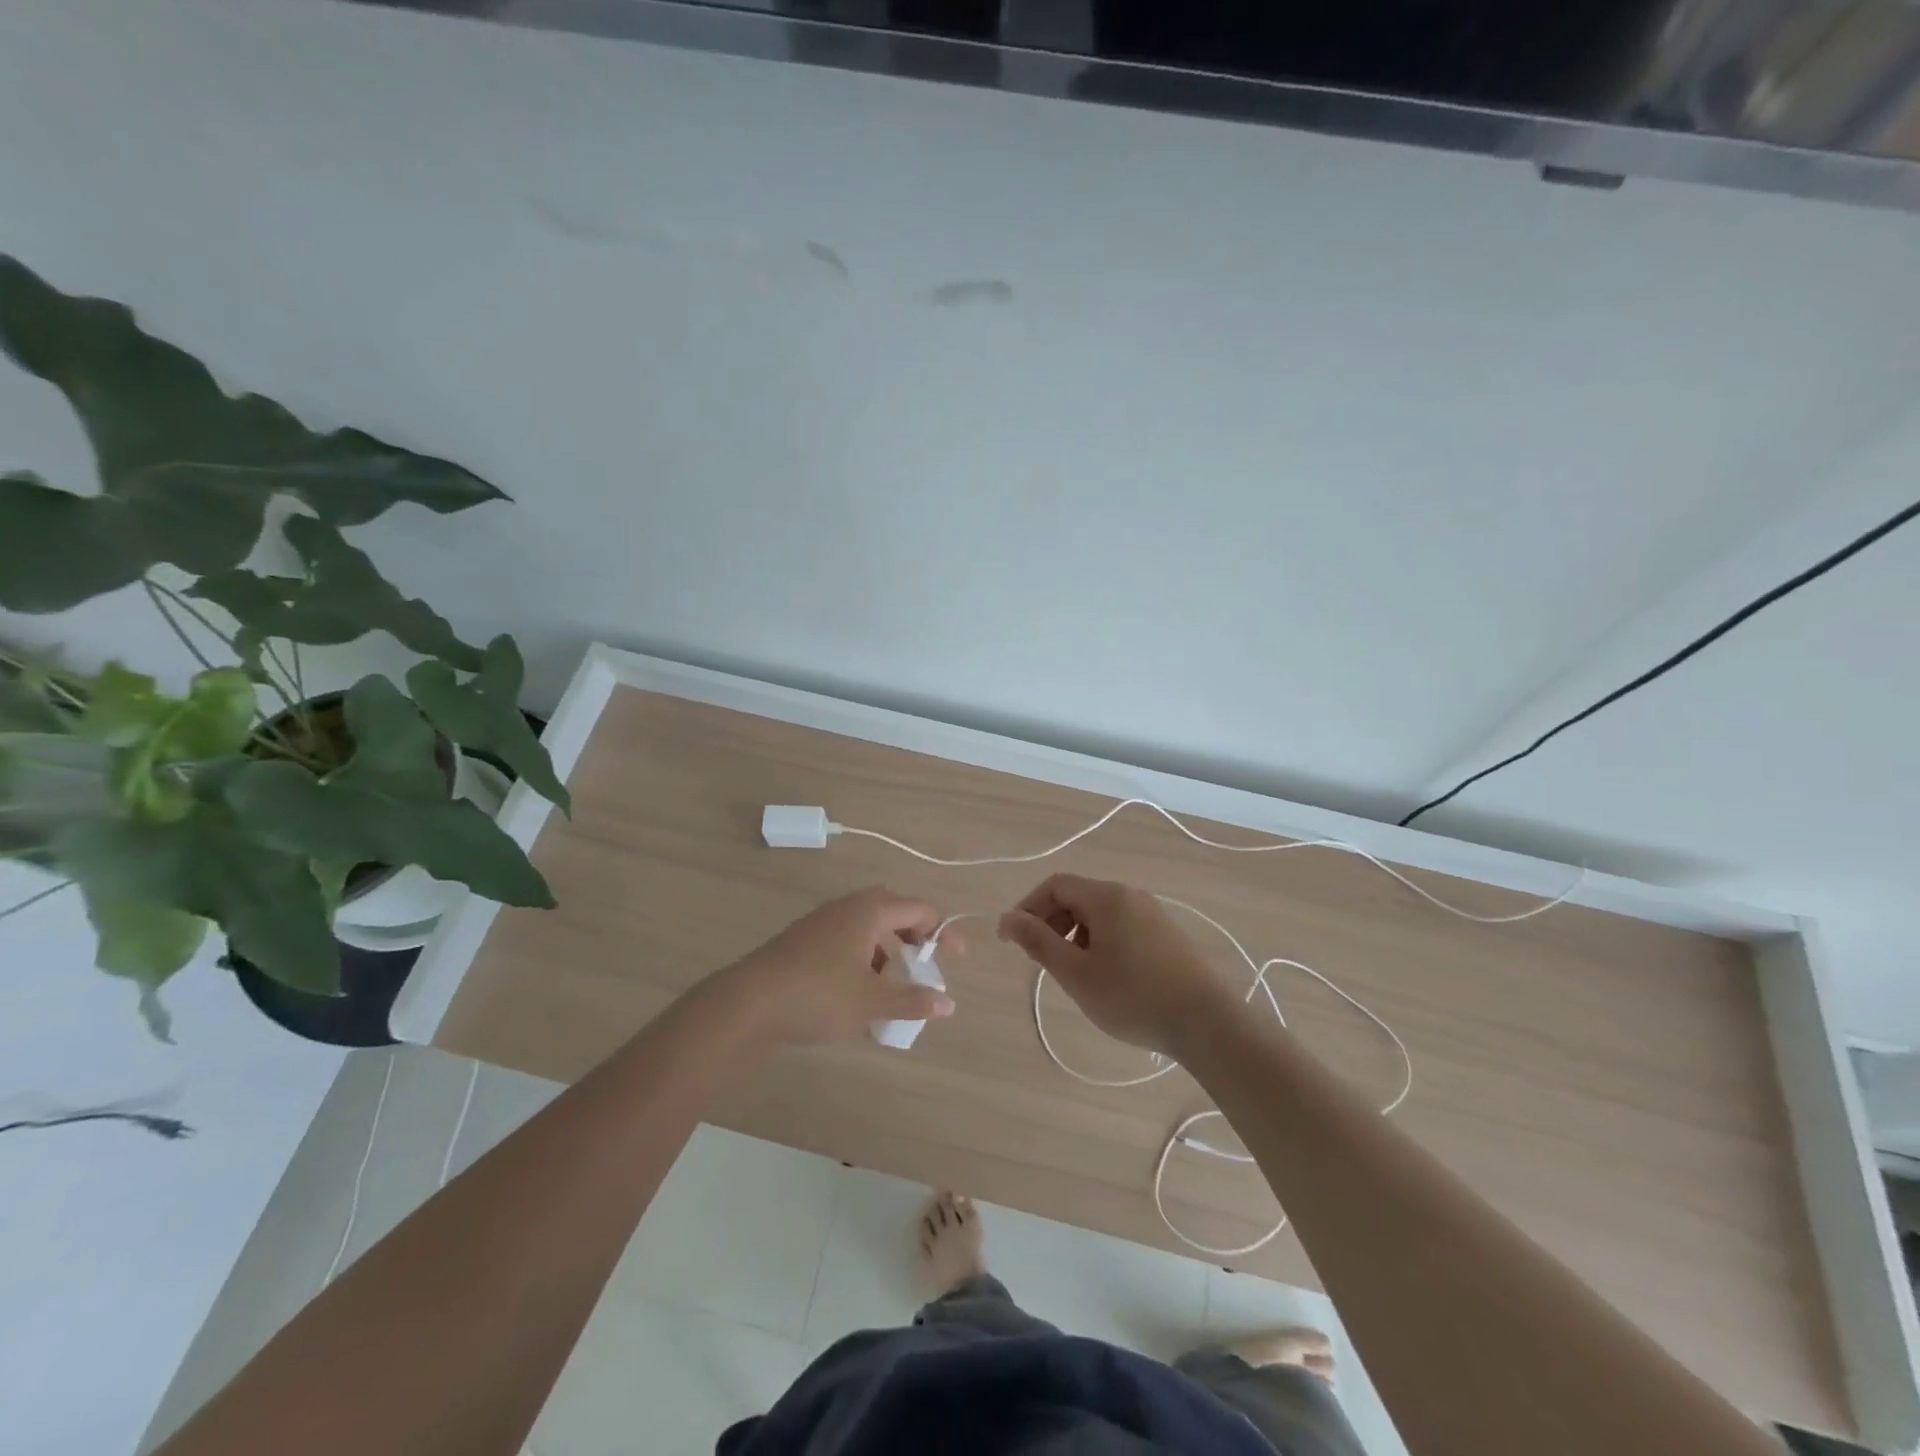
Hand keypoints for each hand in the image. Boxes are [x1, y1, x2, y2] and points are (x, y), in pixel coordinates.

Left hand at [711, 887, 956, 1048]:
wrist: (747, 1004)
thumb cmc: (818, 995)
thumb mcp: (871, 1002)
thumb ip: (913, 1001)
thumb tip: (948, 1004)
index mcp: (868, 911)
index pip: (919, 908)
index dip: (943, 931)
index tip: (956, 959)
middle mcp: (846, 907)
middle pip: (892, 910)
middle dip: (914, 935)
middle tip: (924, 963)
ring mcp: (821, 922)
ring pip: (866, 927)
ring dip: (886, 950)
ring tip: (892, 985)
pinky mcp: (803, 941)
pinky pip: (845, 940)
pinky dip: (862, 959)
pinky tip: (857, 993)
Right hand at [998, 873, 1233, 1058]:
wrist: (1207, 1024)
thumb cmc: (1134, 997)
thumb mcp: (1077, 973)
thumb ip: (1038, 942)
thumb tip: (1007, 918)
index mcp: (1107, 897)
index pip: (1055, 885)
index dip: (1028, 908)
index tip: (1012, 941)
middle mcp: (1130, 895)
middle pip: (1077, 896)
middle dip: (1050, 923)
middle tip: (1040, 960)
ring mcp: (1152, 913)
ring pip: (1098, 914)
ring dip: (1074, 935)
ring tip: (1072, 974)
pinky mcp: (1166, 934)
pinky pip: (1120, 926)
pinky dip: (1099, 942)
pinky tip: (1104, 976)